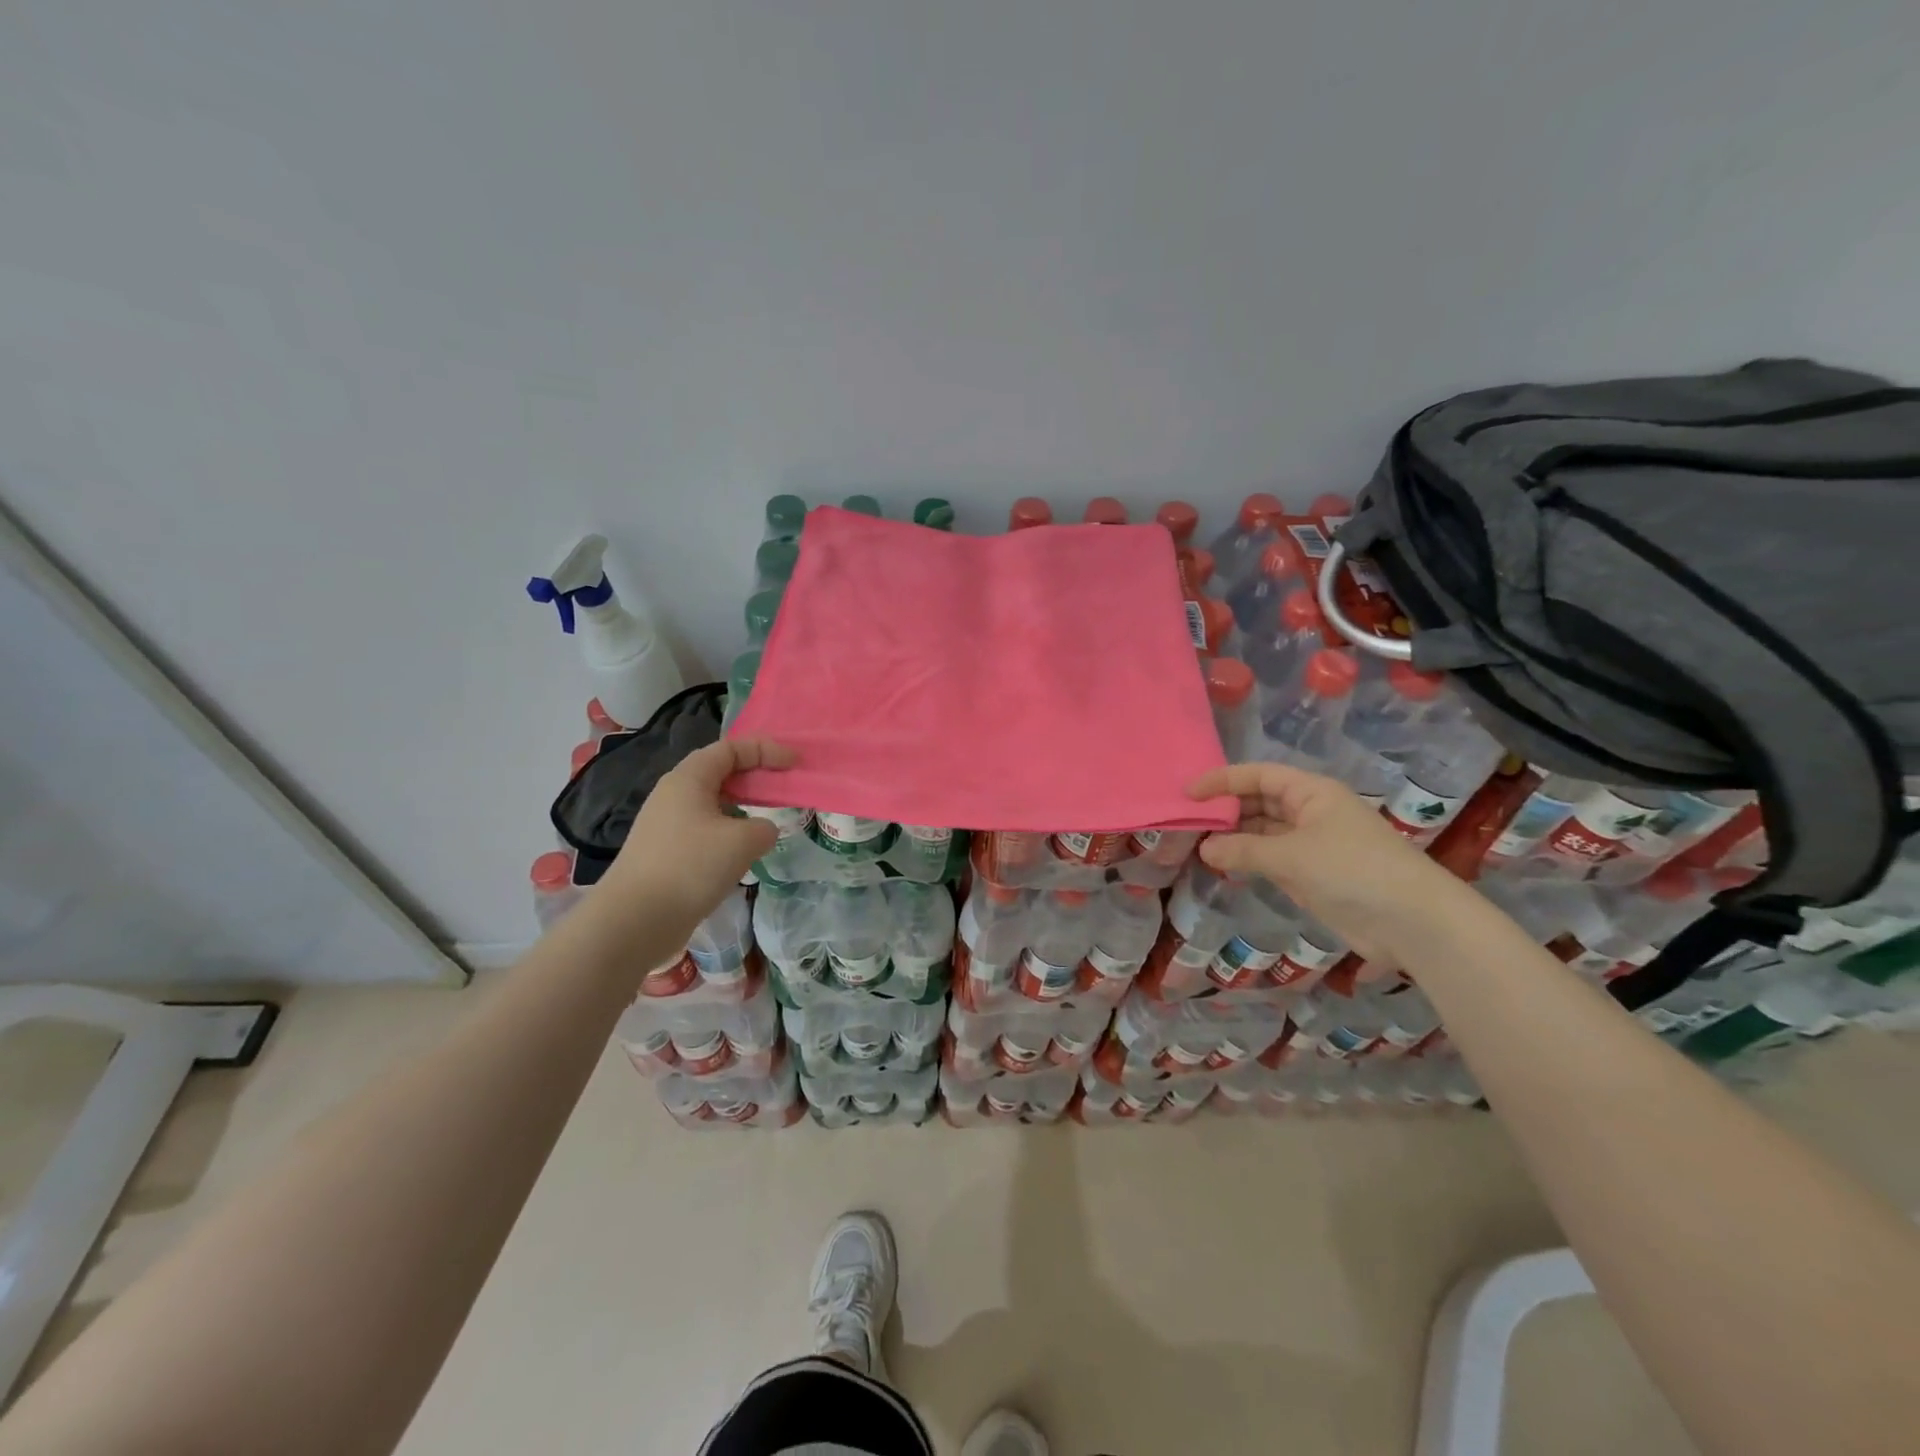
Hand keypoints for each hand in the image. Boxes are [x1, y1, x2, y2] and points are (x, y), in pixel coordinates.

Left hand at [595, 737, 796, 941]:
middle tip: (785, 790)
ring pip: (713, 803)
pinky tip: (742, 855)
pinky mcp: (666, 852)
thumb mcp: (743, 841)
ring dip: (743, 807)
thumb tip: (761, 831)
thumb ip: (764, 828)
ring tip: (767, 824)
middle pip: (721, 772)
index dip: (766, 750)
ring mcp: (666, 824)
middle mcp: (674, 794)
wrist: (634, 921)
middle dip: (755, 776)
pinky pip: (705, 829)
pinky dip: (729, 832)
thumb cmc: (690, 867)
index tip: (794, 764)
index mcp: (689, 778)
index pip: (731, 748)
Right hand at [1187, 761, 1467, 964]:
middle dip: (1226, 809)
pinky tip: (1223, 865)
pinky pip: (1271, 858)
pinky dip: (1248, 860)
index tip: (1188, 794)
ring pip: (1263, 832)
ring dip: (1234, 837)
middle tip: (1187, 822)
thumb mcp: (1291, 856)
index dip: (1223, 780)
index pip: (1259, 775)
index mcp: (1311, 792)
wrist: (1411, 922)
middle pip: (1259, 801)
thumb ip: (1243, 850)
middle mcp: (1311, 812)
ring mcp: (1312, 844)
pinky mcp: (1313, 874)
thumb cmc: (1352, 870)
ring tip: (1197, 845)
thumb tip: (1205, 847)